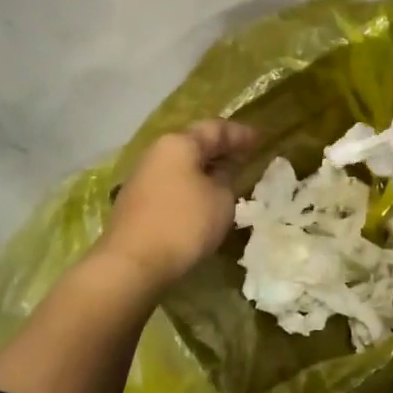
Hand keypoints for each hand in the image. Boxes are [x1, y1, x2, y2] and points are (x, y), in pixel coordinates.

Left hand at [95, 120, 260, 290]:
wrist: (132, 264)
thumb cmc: (184, 223)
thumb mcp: (220, 199)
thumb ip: (227, 177)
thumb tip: (222, 169)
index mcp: (179, 143)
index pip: (215, 129)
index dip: (240, 134)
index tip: (260, 139)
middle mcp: (157, 153)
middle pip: (194, 144)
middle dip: (221, 149)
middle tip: (245, 155)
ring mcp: (143, 177)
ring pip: (181, 165)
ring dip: (205, 169)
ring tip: (227, 177)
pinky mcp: (136, 201)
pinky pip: (172, 183)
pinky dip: (191, 185)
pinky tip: (203, 198)